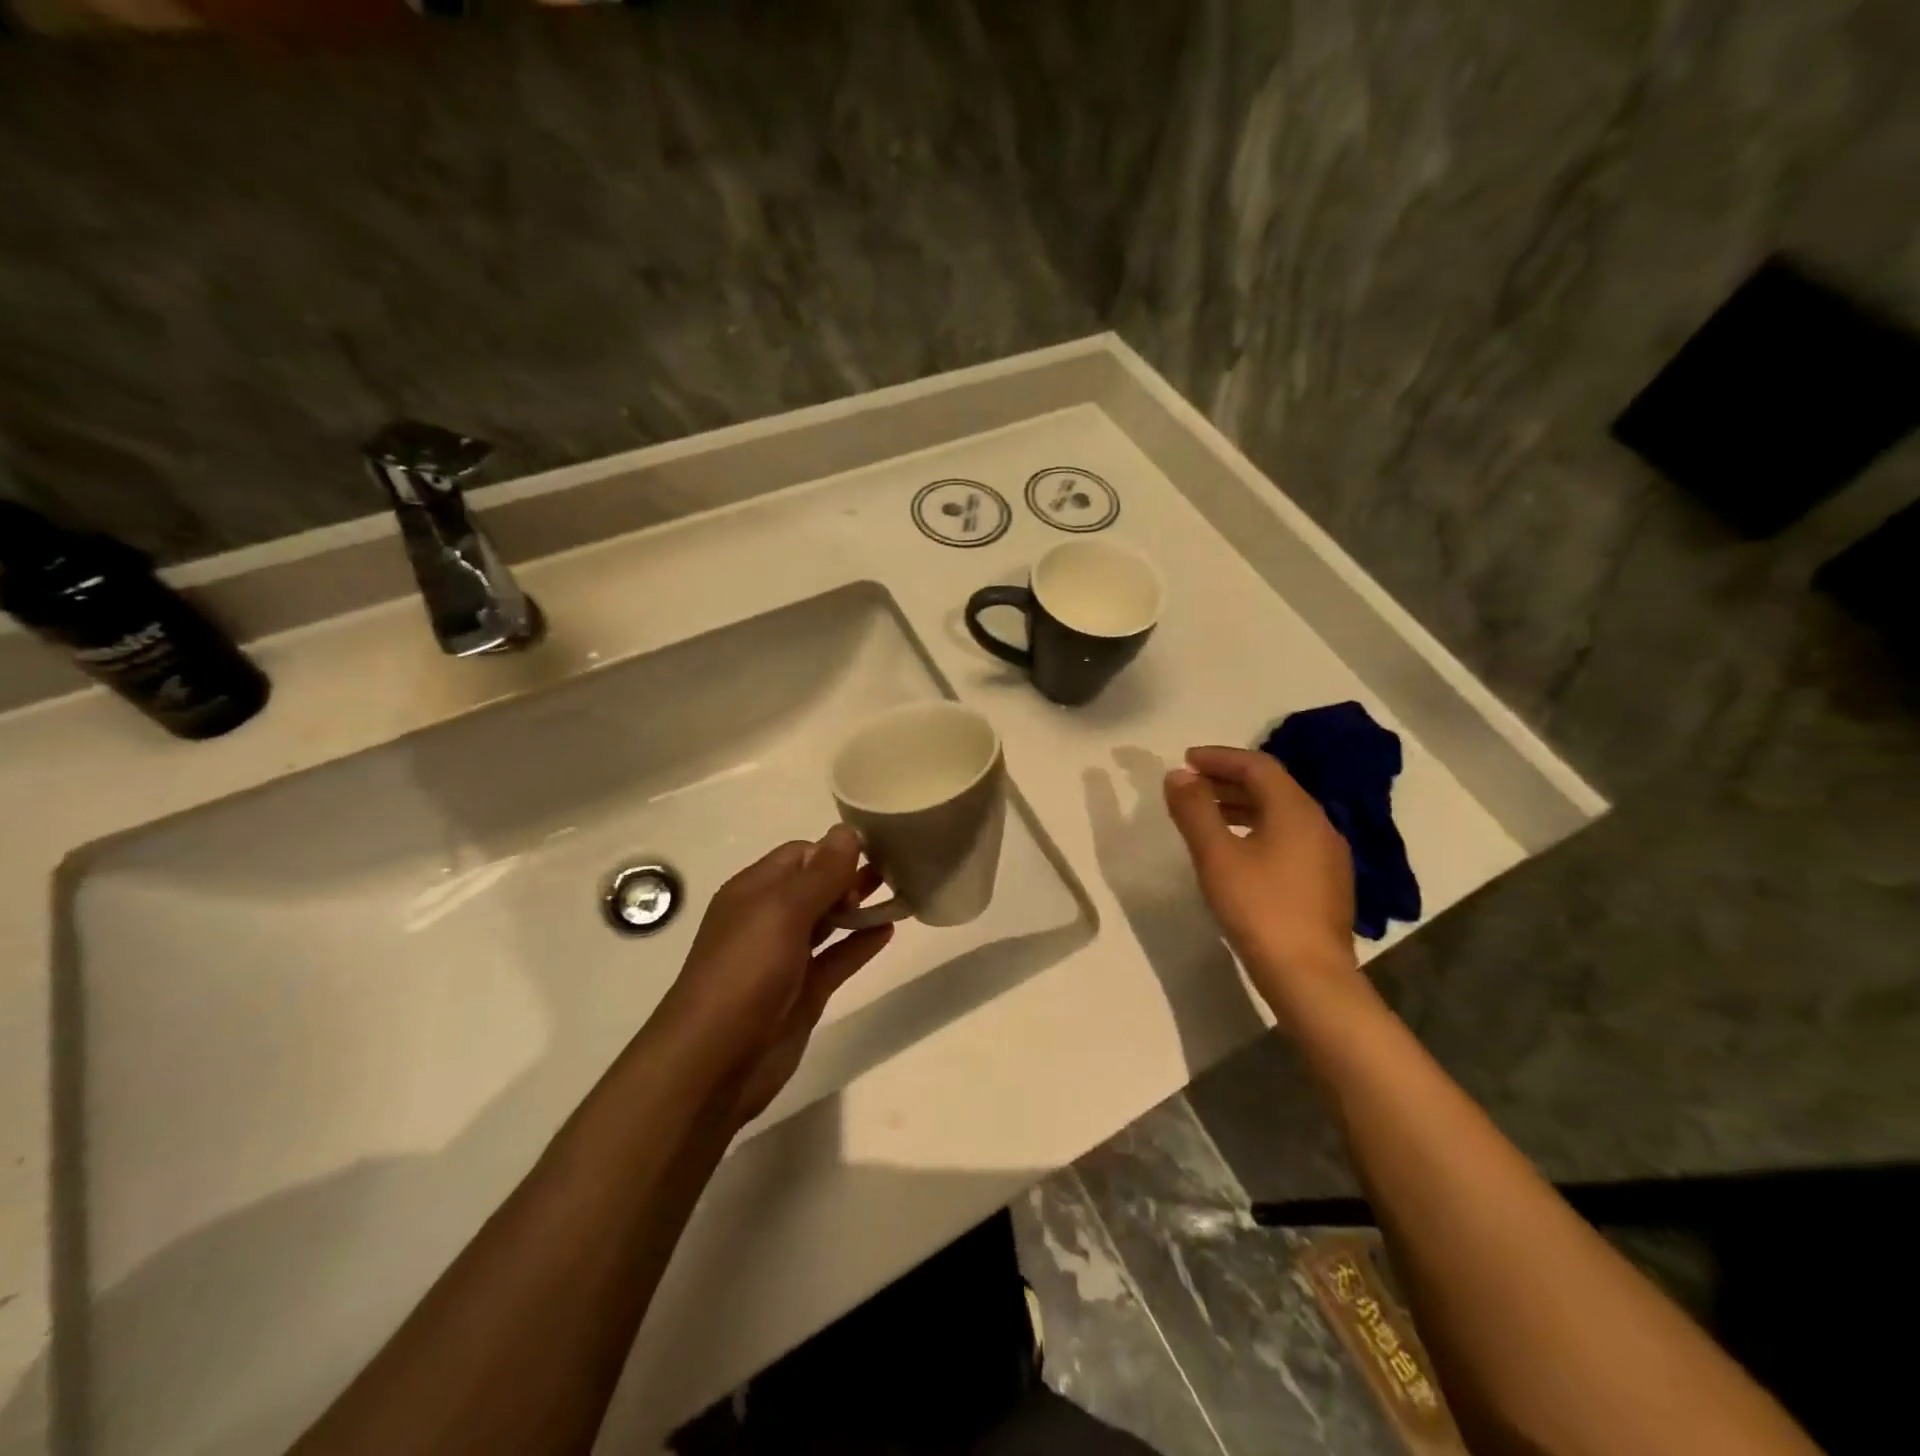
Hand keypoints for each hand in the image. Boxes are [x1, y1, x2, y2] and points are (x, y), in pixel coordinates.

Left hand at [658, 825, 892, 1127]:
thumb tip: (847, 831)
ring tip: (901, 892)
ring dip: (860, 907)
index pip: (799, 855)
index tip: (875, 850)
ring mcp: (786, 959)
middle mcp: (768, 920)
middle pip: (815, 887)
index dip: (834, 850)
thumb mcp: (782, 912)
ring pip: (828, 922)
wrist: (714, 1062)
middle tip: (895, 870)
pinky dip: (860, 944)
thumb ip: (820, 873)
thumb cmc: (745, 972)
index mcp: (753, 892)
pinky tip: (889, 931)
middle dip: (850, 876)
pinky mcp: (802, 993)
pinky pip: (837, 958)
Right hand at [1163, 746, 1357, 1014]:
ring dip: (1241, 806)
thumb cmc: (1259, 908)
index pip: (1257, 766)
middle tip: (1190, 787)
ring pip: (1280, 814)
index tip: (1185, 761)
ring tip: (1206, 817)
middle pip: (1272, 787)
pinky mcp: (1326, 883)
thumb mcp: (1216, 856)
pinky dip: (1257, 830)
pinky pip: (1288, 838)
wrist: (1310, 977)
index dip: (1219, 758)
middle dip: (1228, 781)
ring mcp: (1327, 855)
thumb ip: (1194, 810)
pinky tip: (1237, 852)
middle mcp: (1319, 824)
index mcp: (1295, 810)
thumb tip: (1178, 775)